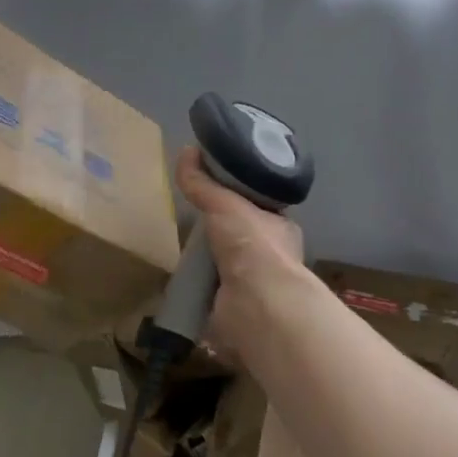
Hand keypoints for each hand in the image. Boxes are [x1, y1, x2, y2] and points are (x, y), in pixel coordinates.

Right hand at [175, 146, 310, 364]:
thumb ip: (203, 182)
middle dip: (217, 229)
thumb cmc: (252, 244)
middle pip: (239, 235)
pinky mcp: (231, 306)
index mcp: (279, 227)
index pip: (257, 206)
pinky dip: (194, 284)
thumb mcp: (224, 202)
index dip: (236, 197)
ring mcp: (252, 283)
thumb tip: (185, 150)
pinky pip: (208, 289)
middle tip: (190, 218)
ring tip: (180, 247)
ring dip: (205, 259)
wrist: (256, 301)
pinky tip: (178, 277)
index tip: (211, 189)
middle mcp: (270, 255)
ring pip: (224, 263)